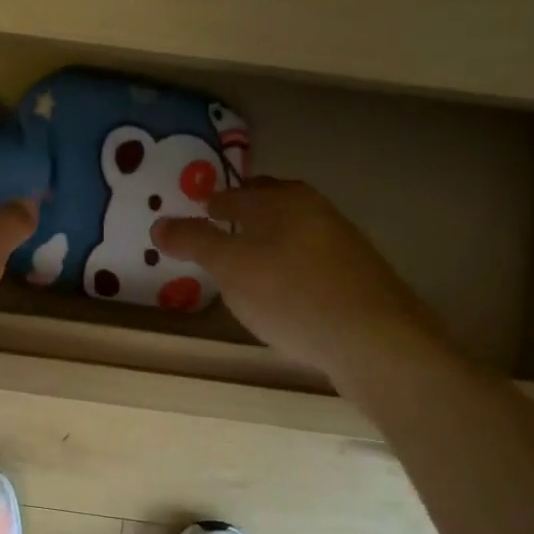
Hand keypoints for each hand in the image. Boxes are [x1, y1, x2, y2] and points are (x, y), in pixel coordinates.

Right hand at [151, 178, 446, 386]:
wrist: (374, 340)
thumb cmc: (291, 293)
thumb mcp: (231, 267)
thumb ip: (194, 242)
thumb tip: (159, 224)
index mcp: (283, 200)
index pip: (237, 192)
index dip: (213, 202)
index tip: (197, 212)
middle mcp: (317, 211)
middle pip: (272, 205)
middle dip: (245, 214)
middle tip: (220, 230)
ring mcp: (343, 244)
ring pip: (294, 232)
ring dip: (269, 240)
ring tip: (247, 263)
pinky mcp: (357, 277)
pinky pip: (310, 261)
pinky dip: (289, 265)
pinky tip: (283, 291)